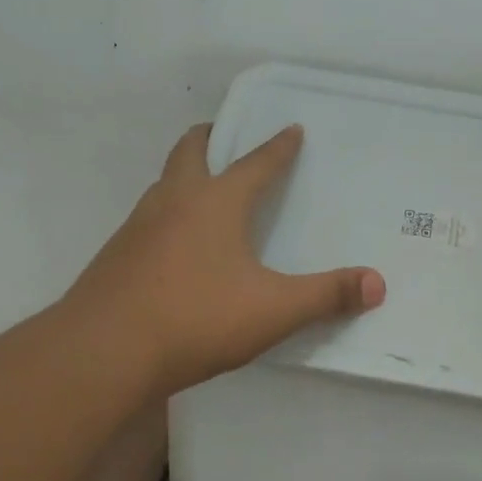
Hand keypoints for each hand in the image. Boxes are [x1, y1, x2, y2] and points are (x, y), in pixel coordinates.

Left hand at [64, 123, 385, 398]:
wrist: (103, 351)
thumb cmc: (195, 318)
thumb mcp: (273, 310)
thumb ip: (326, 295)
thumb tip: (377, 284)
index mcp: (216, 202)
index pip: (255, 163)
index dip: (278, 147)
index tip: (291, 128)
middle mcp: (174, 200)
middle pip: (191, 150)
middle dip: (211, 138)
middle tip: (227, 138)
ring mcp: (138, 225)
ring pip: (164, 183)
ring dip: (186, 176)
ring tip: (206, 193)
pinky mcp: (116, 255)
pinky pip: (148, 219)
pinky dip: (167, 215)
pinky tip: (176, 248)